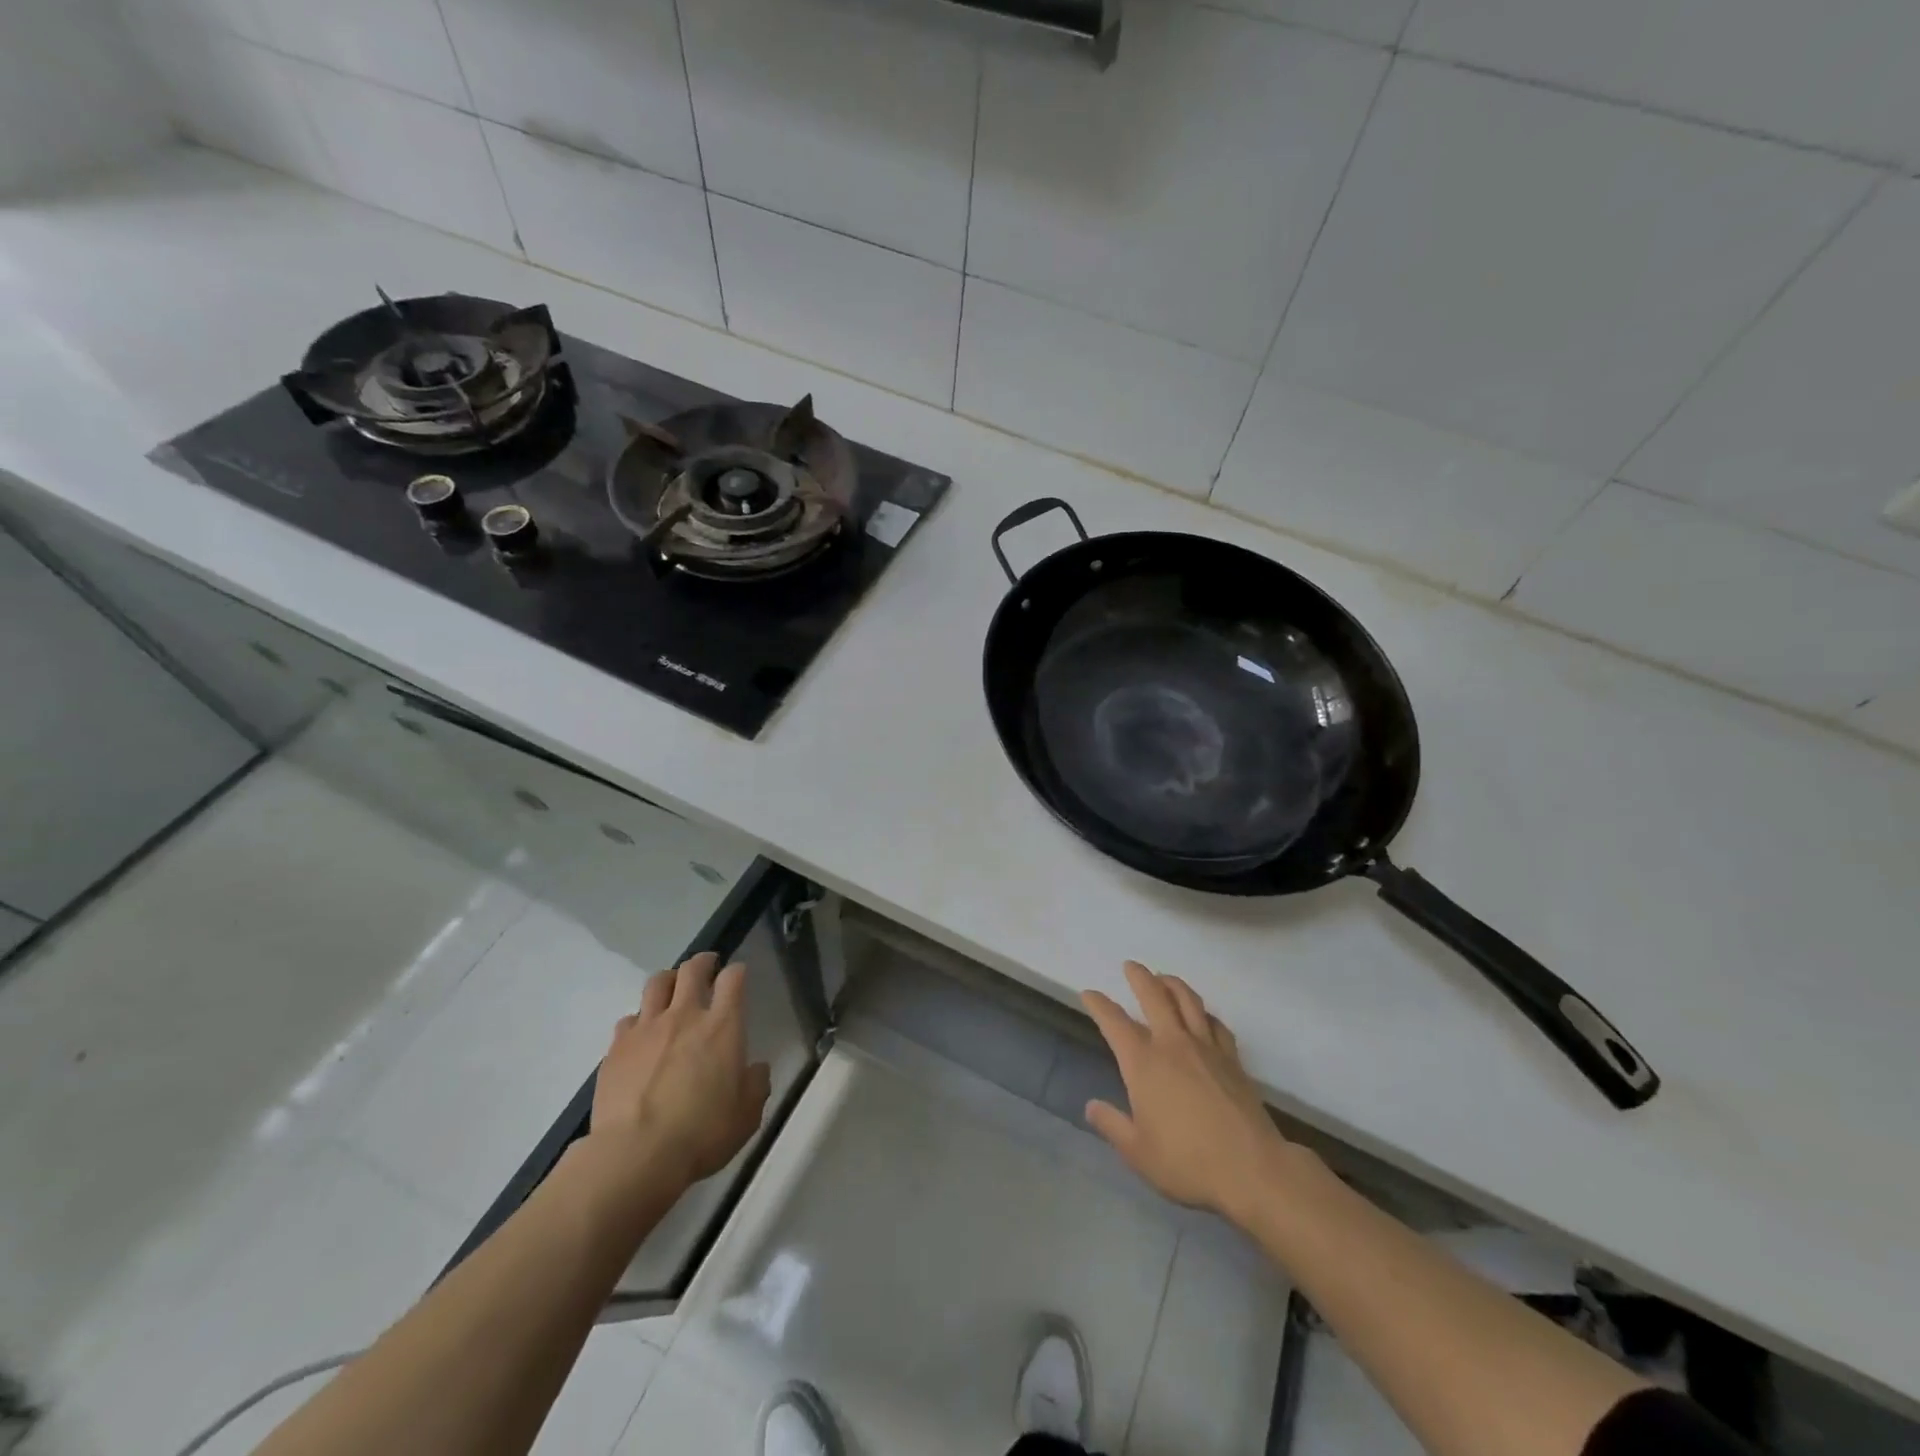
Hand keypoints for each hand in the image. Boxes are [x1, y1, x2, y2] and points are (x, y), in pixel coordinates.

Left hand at [588, 952, 771, 1192]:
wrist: (636, 1155)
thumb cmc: (702, 1133)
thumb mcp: (747, 1115)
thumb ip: (755, 1084)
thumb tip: (756, 1069)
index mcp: (722, 1026)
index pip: (733, 979)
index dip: (737, 972)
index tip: (738, 975)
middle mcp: (684, 1016)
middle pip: (692, 970)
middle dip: (702, 962)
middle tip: (707, 967)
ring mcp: (646, 1028)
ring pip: (656, 983)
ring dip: (668, 980)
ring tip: (672, 989)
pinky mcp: (616, 1048)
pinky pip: (628, 1019)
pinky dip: (638, 1020)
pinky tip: (641, 1034)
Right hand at [1081, 962, 1294, 1221]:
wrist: (1252, 1169)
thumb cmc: (1187, 1162)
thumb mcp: (1138, 1152)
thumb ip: (1112, 1125)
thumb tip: (1091, 1106)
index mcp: (1143, 1063)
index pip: (1114, 1022)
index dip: (1099, 1005)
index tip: (1089, 994)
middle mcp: (1173, 1044)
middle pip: (1154, 996)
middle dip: (1139, 977)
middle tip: (1131, 966)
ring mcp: (1206, 1048)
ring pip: (1188, 1001)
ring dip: (1173, 984)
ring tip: (1164, 977)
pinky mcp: (1233, 1059)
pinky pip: (1216, 1024)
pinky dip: (1205, 1013)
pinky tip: (1203, 1016)